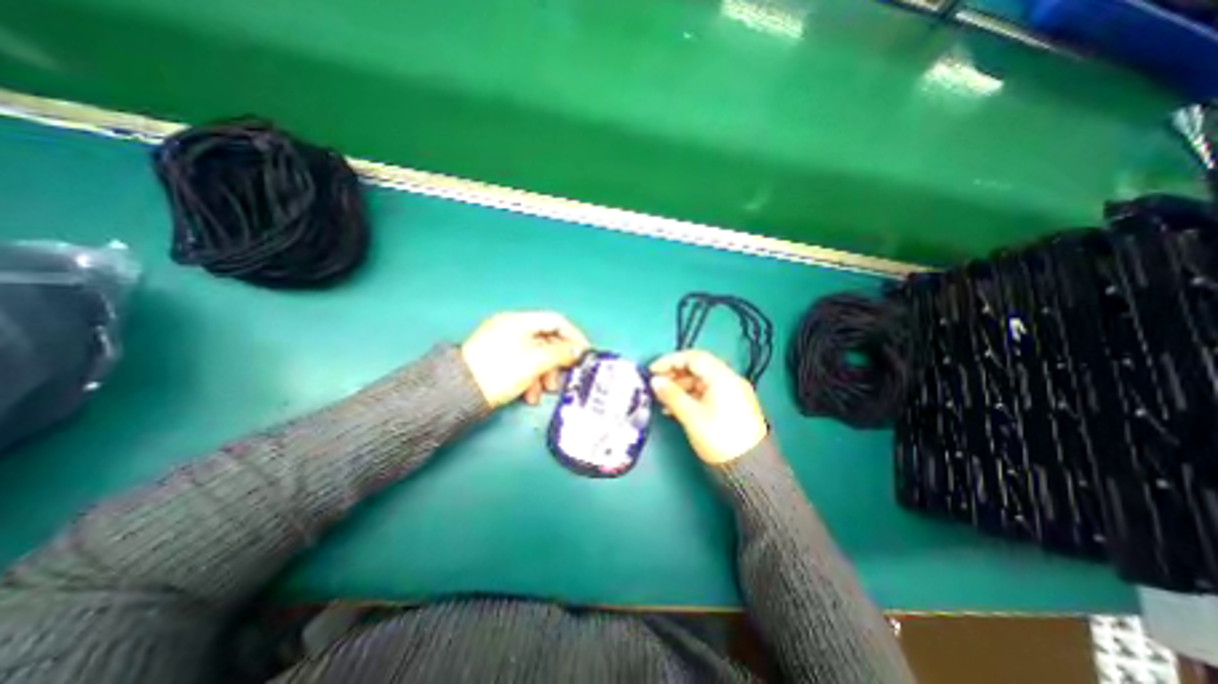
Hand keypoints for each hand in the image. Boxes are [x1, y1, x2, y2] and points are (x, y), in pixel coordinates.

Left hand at [459, 312, 591, 407]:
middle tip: (563, 377)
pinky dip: (531, 379)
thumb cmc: (500, 371)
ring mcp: (504, 344)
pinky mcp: (498, 360)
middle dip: (557, 361)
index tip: (584, 353)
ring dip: (545, 374)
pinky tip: (529, 395)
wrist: (459, 393)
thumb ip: (560, 353)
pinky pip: (523, 364)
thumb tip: (578, 351)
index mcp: (520, 321)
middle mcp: (512, 329)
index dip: (574, 336)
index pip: (556, 321)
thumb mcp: (535, 361)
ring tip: (544, 392)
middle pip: (547, 340)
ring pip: (536, 355)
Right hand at [653, 347, 762, 465]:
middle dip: (675, 374)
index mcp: (722, 377)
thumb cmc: (718, 438)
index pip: (693, 358)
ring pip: (701, 381)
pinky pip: (707, 393)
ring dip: (681, 386)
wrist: (749, 469)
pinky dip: (691, 396)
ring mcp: (732, 393)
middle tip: (656, 385)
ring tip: (663, 400)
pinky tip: (676, 409)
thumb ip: (671, 395)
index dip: (670, 361)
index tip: (652, 371)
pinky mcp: (732, 405)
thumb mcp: (691, 416)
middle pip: (698, 367)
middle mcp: (729, 380)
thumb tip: (655, 382)